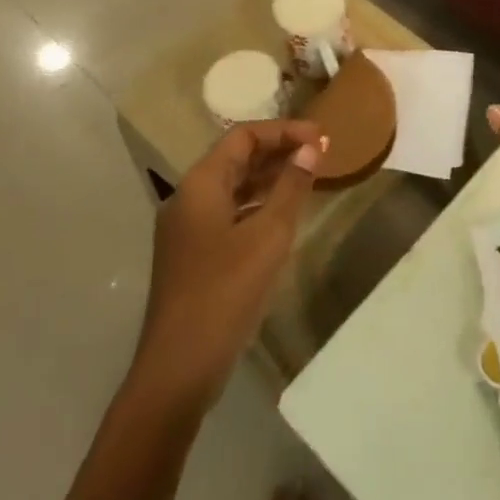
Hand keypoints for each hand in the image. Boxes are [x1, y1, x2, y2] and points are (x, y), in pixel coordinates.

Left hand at [133, 120, 324, 408]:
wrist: (178, 368)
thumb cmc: (225, 293)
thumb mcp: (268, 236)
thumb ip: (291, 188)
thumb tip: (311, 148)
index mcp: (200, 185)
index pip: (243, 137)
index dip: (283, 131)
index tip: (321, 137)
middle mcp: (188, 198)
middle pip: (235, 158)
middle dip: (278, 151)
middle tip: (320, 154)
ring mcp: (187, 229)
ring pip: (232, 187)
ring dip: (269, 178)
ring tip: (309, 178)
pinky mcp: (193, 255)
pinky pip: (229, 213)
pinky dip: (257, 205)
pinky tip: (283, 216)